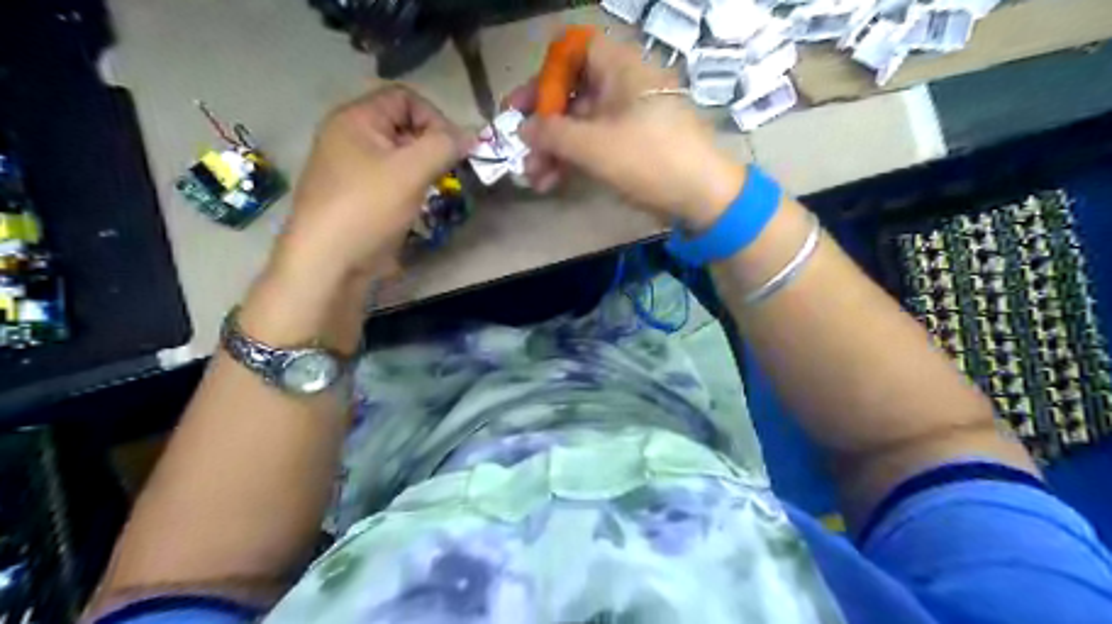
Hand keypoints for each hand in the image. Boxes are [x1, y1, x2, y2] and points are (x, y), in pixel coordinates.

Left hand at [279, 84, 472, 285]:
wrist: (328, 263)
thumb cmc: (368, 208)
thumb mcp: (411, 171)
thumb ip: (445, 145)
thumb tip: (471, 134)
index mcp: (355, 119)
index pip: (405, 98)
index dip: (435, 118)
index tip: (454, 150)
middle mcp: (350, 137)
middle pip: (403, 126)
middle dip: (432, 145)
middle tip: (449, 172)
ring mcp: (352, 169)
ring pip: (400, 156)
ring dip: (424, 169)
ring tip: (434, 190)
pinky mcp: (358, 196)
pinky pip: (391, 179)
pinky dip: (411, 187)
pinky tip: (417, 206)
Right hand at [512, 33, 745, 229]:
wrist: (702, 196)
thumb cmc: (648, 158)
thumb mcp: (594, 145)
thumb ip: (552, 134)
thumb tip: (523, 129)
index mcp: (620, 68)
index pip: (574, 51)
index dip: (545, 74)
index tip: (523, 104)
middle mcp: (623, 86)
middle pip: (572, 92)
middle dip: (543, 124)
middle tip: (518, 147)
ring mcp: (628, 118)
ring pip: (581, 124)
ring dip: (553, 149)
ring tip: (533, 178)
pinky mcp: (632, 146)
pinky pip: (596, 144)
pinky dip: (574, 160)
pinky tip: (552, 182)